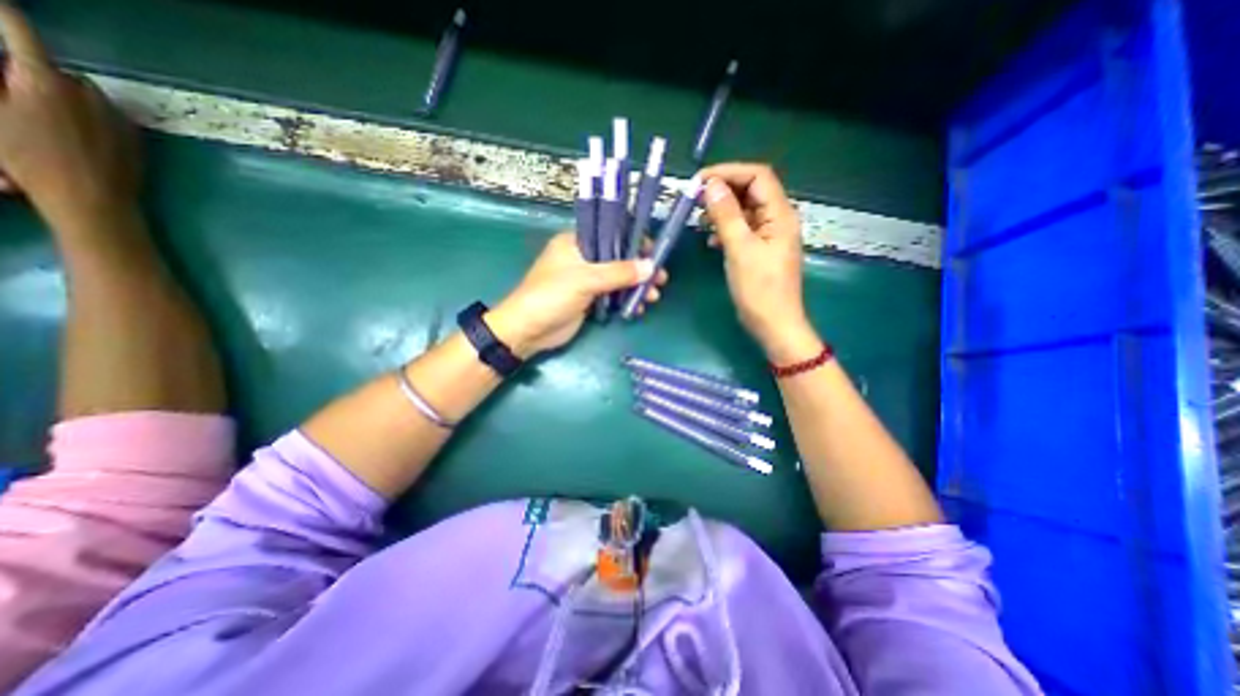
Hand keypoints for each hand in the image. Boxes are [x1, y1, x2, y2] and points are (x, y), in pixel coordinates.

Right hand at [0, 4, 139, 230]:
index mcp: (43, 80)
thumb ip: (5, 85)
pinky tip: (77, 139)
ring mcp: (119, 118)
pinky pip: (108, 119)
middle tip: (17, 93)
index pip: (20, 31)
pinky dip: (90, 120)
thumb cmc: (29, 157)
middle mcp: (90, 95)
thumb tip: (14, 71)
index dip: (5, 14)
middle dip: (36, 76)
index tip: (2, 5)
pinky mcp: (137, 139)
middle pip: (58, 71)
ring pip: (86, 96)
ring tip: (46, 123)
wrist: (93, 199)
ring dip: (65, 99)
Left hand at [486, 233, 669, 358]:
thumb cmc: (551, 296)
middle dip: (640, 268)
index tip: (653, 252)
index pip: (610, 233)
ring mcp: (587, 280)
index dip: (633, 240)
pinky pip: (614, 296)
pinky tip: (639, 307)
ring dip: (636, 287)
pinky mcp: (589, 299)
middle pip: (618, 257)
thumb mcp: (585, 280)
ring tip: (653, 297)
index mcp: (576, 242)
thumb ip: (619, 272)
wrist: (528, 331)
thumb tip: (651, 266)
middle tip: (661, 279)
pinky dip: (627, 300)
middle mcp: (583, 258)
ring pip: (619, 278)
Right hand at [702, 159, 821, 362]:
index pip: (758, 176)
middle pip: (752, 190)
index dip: (729, 172)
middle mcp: (777, 219)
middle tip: (696, 199)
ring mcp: (768, 235)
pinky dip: (725, 229)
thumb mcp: (740, 250)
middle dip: (724, 190)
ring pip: (745, 210)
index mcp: (780, 214)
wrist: (773, 324)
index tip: (700, 181)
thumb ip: (726, 215)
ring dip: (722, 210)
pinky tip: (711, 241)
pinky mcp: (759, 250)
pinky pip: (742, 229)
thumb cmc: (759, 290)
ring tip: (700, 218)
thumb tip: (711, 186)